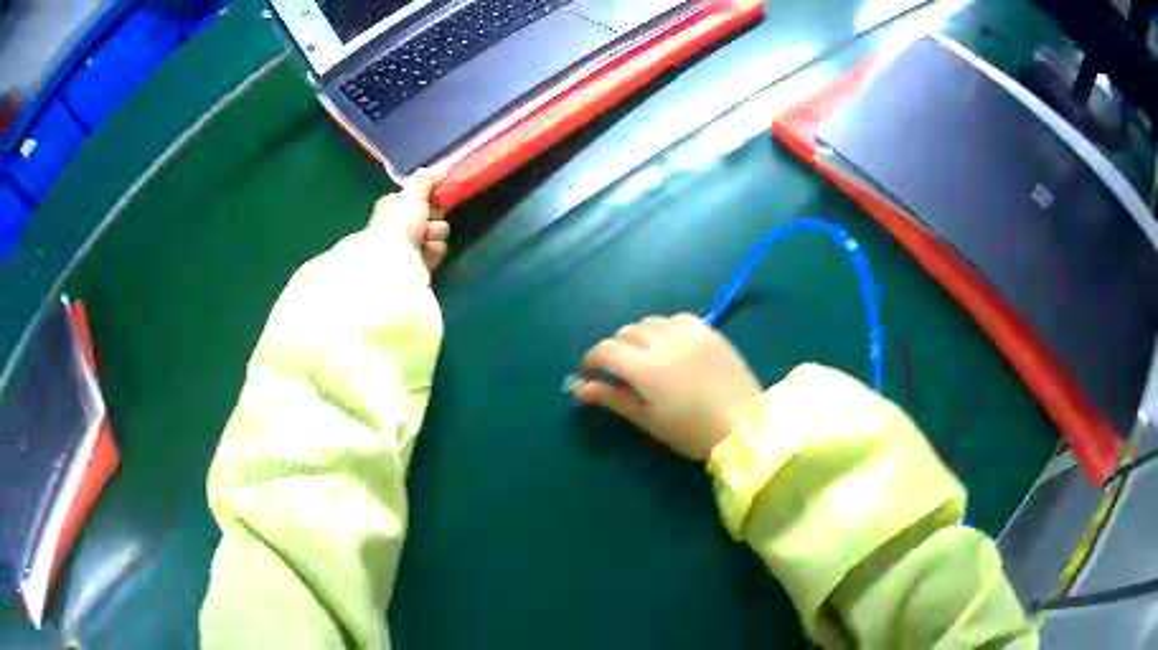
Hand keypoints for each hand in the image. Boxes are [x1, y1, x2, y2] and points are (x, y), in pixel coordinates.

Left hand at [370, 168, 449, 270]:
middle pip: (431, 217)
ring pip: (436, 235)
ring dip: (435, 236)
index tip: (435, 200)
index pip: (419, 199)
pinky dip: (433, 252)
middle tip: (428, 222)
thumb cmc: (399, 222)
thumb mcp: (412, 193)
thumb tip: (440, 170)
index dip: (430, 199)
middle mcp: (399, 226)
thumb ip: (425, 179)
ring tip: (425, 241)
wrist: (393, 260)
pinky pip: (436, 253)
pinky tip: (426, 254)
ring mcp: (408, 247)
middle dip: (435, 219)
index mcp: (392, 207)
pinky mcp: (417, 266)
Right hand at [574, 314, 762, 459]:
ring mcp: (688, 332)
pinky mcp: (708, 329)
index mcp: (646, 368)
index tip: (590, 374)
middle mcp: (663, 342)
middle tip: (620, 371)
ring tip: (645, 356)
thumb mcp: (649, 420)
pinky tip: (671, 345)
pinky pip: (676, 319)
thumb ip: (614, 399)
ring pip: (649, 322)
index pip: (606, 350)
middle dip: (615, 349)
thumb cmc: (692, 432)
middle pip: (625, 332)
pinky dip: (664, 328)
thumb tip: (581, 388)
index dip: (592, 360)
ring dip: (639, 336)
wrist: (745, 424)